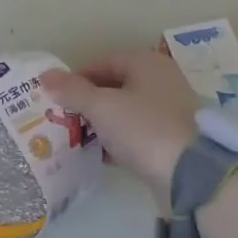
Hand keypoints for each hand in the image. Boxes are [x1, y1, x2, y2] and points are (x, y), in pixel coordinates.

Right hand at [41, 51, 198, 198]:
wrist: (191, 175)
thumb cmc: (144, 128)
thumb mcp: (102, 107)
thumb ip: (73, 90)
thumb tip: (46, 75)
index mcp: (146, 63)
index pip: (103, 61)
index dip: (77, 77)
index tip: (56, 96)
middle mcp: (161, 81)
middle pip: (115, 86)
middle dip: (87, 101)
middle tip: (62, 118)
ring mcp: (169, 111)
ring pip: (125, 111)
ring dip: (101, 123)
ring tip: (75, 138)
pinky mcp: (172, 139)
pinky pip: (136, 133)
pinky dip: (117, 140)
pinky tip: (99, 155)